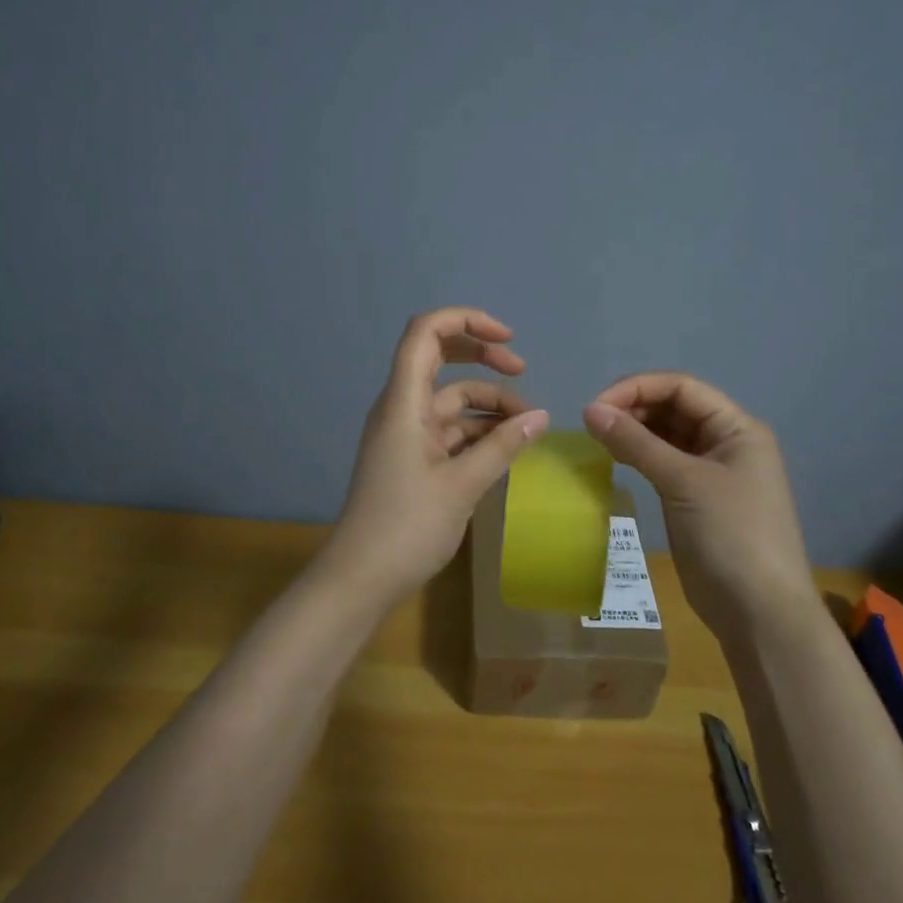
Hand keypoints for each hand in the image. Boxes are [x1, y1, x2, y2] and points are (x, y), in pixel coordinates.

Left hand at [330, 308, 549, 601]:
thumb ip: (503, 447)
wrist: (360, 580)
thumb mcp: (462, 485)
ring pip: (451, 400)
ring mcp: (406, 434)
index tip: (508, 340)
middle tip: (523, 370)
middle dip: (483, 357)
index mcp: (403, 402)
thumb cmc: (406, 527)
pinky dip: (478, 432)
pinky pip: (449, 430)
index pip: (425, 333)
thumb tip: (542, 417)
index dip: (466, 321)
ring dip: (488, 404)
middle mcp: (402, 409)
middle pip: (440, 358)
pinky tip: (507, 448)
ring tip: (527, 426)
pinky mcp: (413, 459)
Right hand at [583, 374, 811, 633]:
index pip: (682, 387)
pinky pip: (664, 462)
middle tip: (592, 424)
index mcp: (737, 428)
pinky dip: (639, 456)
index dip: (638, 388)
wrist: (759, 614)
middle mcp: (726, 442)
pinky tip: (614, 458)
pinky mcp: (695, 498)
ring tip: (598, 438)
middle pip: (674, 407)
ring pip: (666, 435)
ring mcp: (711, 471)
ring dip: (634, 431)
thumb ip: (636, 442)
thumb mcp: (683, 482)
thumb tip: (589, 410)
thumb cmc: (730, 536)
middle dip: (633, 408)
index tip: (596, 406)